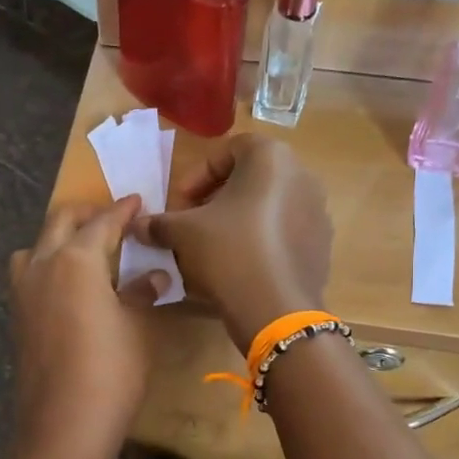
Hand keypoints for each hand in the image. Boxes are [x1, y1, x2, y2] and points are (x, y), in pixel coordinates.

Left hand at [8, 197, 165, 458]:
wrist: (62, 426)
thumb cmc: (111, 372)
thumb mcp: (136, 329)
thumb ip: (142, 294)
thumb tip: (154, 277)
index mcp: (75, 259)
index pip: (102, 222)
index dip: (123, 211)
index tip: (138, 202)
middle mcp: (42, 265)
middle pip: (60, 222)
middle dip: (87, 214)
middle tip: (113, 219)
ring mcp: (22, 291)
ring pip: (36, 246)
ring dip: (60, 238)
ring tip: (87, 252)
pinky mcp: (17, 317)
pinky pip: (30, 273)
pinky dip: (49, 265)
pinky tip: (70, 287)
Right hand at [133, 135, 331, 351]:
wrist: (275, 309)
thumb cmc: (228, 252)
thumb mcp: (183, 233)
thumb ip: (159, 223)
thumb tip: (137, 226)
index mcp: (272, 158)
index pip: (230, 149)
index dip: (199, 174)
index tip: (181, 203)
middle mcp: (302, 176)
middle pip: (252, 178)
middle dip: (218, 198)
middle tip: (195, 223)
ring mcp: (318, 212)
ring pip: (269, 207)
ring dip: (240, 220)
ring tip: (215, 248)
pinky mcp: (321, 246)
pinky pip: (285, 233)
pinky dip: (261, 241)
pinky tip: (241, 267)